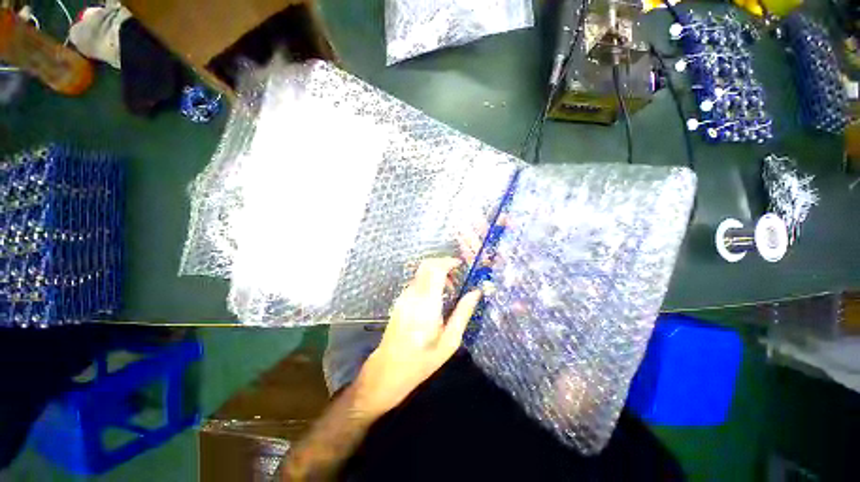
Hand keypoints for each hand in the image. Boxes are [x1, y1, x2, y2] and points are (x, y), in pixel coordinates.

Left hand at [354, 258, 481, 416]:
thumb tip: (476, 292)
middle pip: (427, 265)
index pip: (436, 269)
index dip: (449, 262)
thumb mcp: (450, 341)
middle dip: (443, 263)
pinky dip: (429, 279)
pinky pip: (416, 281)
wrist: (388, 369)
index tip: (461, 264)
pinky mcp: (400, 300)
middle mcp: (413, 295)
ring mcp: (404, 296)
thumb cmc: (423, 360)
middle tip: (457, 275)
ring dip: (436, 272)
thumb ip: (463, 313)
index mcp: (427, 303)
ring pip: (421, 272)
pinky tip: (436, 296)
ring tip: (450, 288)